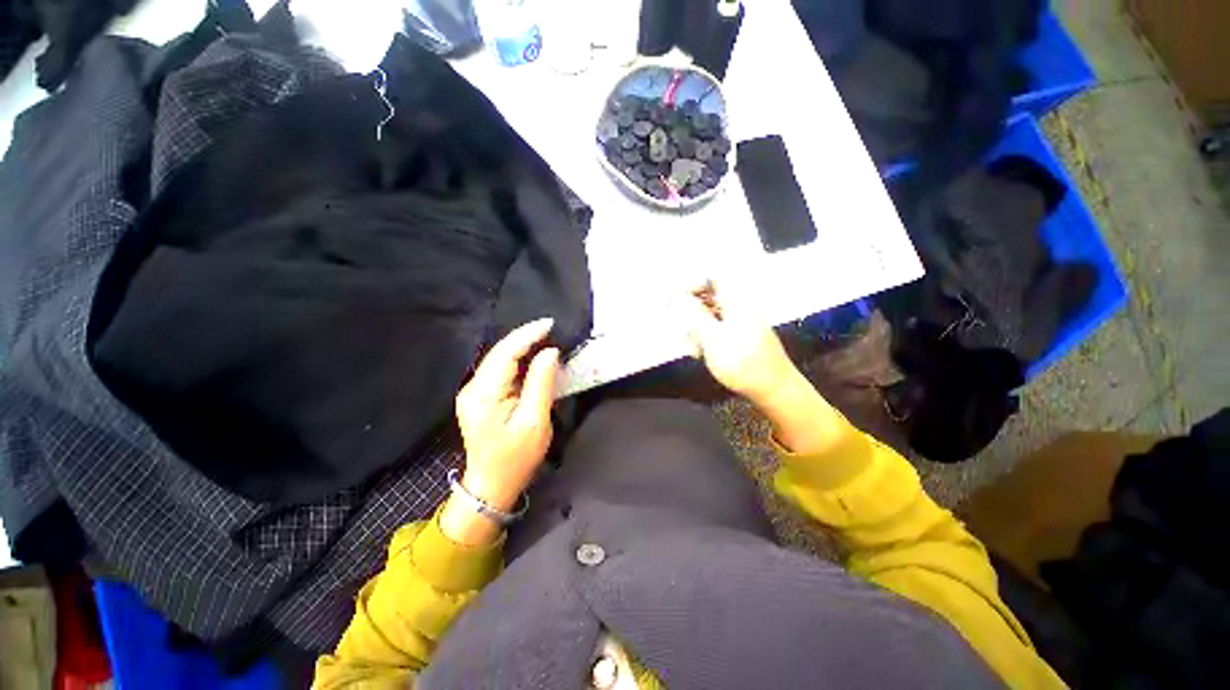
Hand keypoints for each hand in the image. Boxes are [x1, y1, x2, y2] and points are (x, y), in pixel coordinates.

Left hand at [454, 318, 559, 513]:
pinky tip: (533, 358)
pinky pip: (500, 370)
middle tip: (552, 329)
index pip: (505, 353)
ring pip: (499, 359)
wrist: (492, 485)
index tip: (550, 324)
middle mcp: (473, 387)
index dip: (527, 335)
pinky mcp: (479, 397)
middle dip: (525, 337)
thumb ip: (541, 383)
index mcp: (484, 394)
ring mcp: (473, 392)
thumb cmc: (516, 457)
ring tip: (546, 338)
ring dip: (522, 347)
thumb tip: (550, 352)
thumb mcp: (535, 421)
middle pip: (500, 352)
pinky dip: (518, 360)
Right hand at [684, 284, 799, 405]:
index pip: (712, 278)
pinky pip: (719, 328)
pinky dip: (707, 337)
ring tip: (694, 349)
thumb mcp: (713, 339)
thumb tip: (678, 296)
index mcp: (737, 302)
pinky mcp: (742, 336)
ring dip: (697, 328)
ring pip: (712, 315)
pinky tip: (702, 353)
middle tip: (683, 329)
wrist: (774, 389)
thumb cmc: (742, 363)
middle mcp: (740, 307)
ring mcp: (742, 322)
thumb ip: (694, 316)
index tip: (676, 300)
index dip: (692, 284)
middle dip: (691, 311)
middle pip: (710, 297)